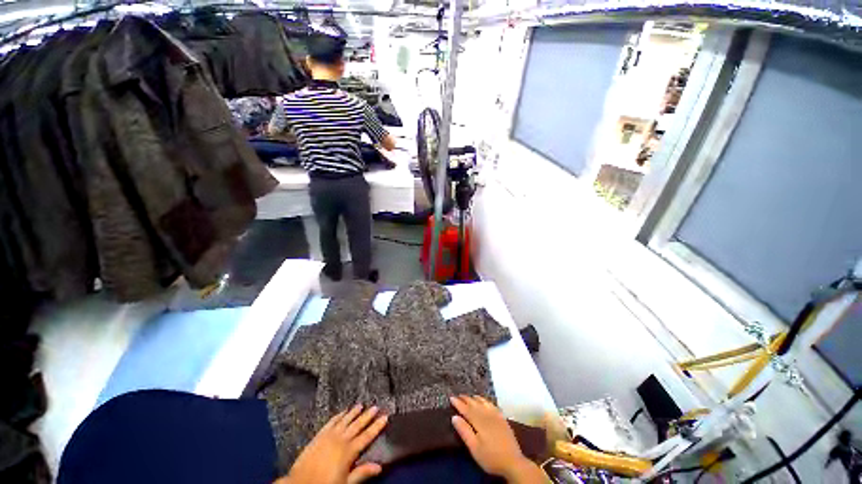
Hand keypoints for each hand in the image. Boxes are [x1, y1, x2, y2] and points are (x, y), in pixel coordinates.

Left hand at [277, 405, 387, 483]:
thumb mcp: (345, 483)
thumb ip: (362, 473)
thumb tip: (379, 466)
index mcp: (349, 451)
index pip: (366, 436)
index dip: (376, 426)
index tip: (385, 417)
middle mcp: (341, 439)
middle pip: (357, 425)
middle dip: (367, 416)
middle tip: (375, 406)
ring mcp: (329, 435)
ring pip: (345, 420)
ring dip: (353, 413)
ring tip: (361, 405)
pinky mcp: (319, 435)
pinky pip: (331, 422)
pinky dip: (338, 416)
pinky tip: (342, 412)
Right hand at [450, 395, 545, 483]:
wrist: (513, 462)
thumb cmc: (490, 457)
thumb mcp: (474, 448)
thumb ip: (464, 431)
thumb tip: (454, 417)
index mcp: (478, 421)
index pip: (466, 409)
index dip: (458, 403)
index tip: (451, 397)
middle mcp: (487, 414)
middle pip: (474, 404)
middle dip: (465, 399)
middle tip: (458, 395)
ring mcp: (496, 415)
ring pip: (483, 402)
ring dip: (475, 398)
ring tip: (470, 396)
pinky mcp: (502, 419)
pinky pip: (492, 405)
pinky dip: (486, 401)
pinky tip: (485, 402)